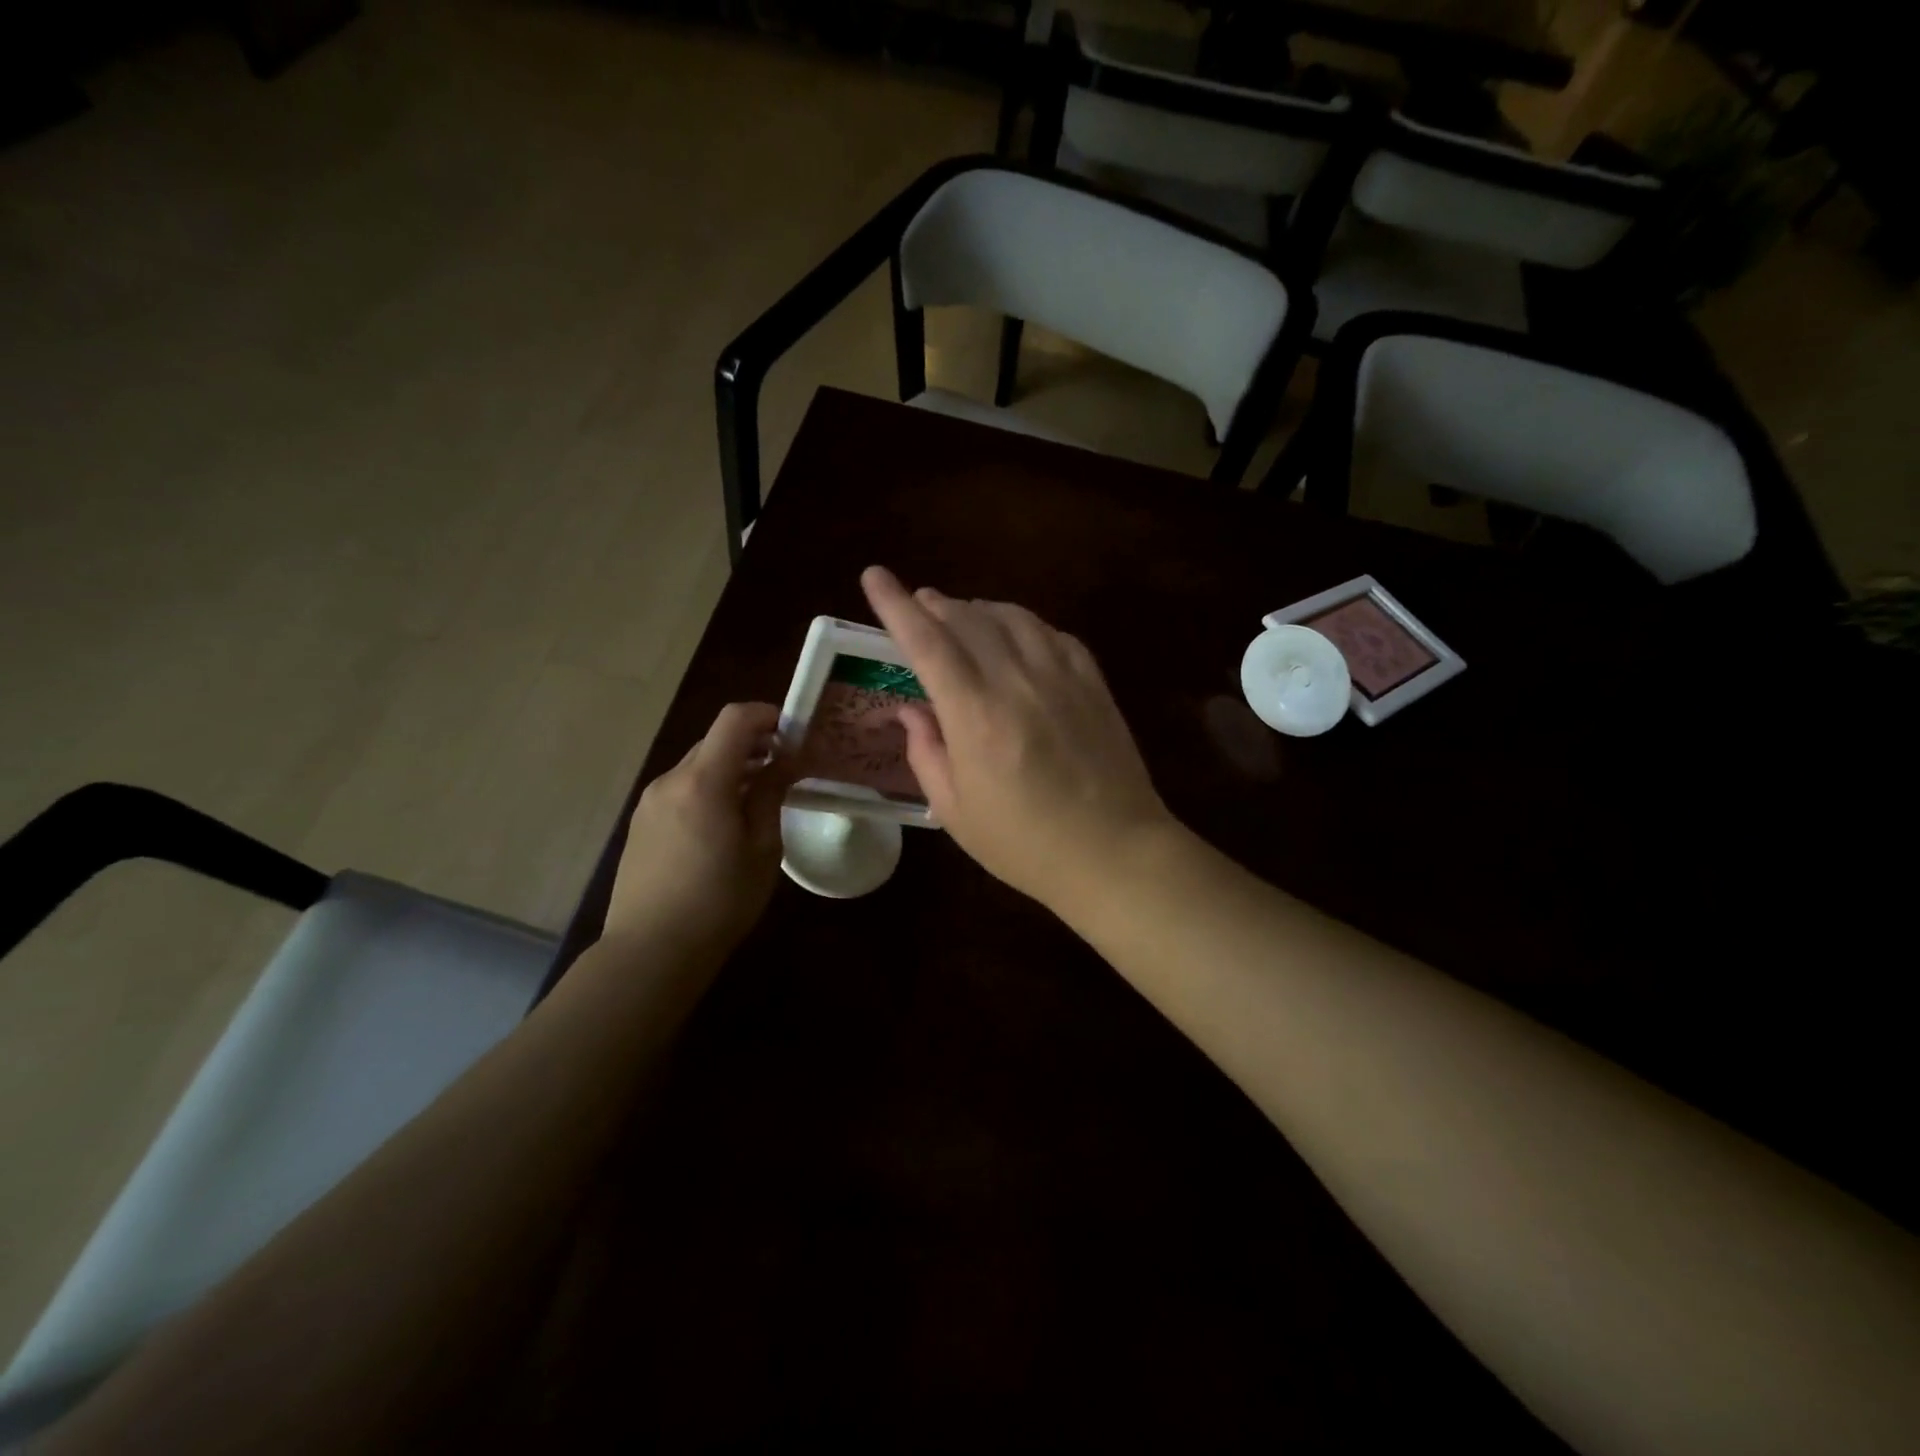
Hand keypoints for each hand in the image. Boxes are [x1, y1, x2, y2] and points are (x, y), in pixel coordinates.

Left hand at [603, 703, 794, 957]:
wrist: (651, 950)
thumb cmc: (719, 901)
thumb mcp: (762, 849)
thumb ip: (770, 796)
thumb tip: (784, 761)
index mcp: (703, 782)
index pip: (734, 720)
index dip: (767, 715)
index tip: (793, 734)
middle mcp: (670, 781)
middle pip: (715, 741)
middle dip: (753, 745)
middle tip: (784, 769)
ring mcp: (650, 802)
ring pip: (697, 766)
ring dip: (730, 769)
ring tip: (757, 800)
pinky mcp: (641, 824)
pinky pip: (681, 790)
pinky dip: (708, 789)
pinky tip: (723, 825)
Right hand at [861, 565, 1178, 914]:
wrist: (1114, 852)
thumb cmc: (1024, 844)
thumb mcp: (955, 811)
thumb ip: (926, 753)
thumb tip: (911, 711)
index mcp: (975, 716)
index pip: (927, 642)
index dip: (895, 605)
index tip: (874, 576)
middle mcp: (1017, 681)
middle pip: (968, 618)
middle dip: (935, 604)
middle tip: (919, 604)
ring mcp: (1062, 676)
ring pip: (1012, 616)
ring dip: (978, 609)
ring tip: (962, 615)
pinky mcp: (1093, 682)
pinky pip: (1052, 634)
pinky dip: (1024, 624)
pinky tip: (1016, 636)